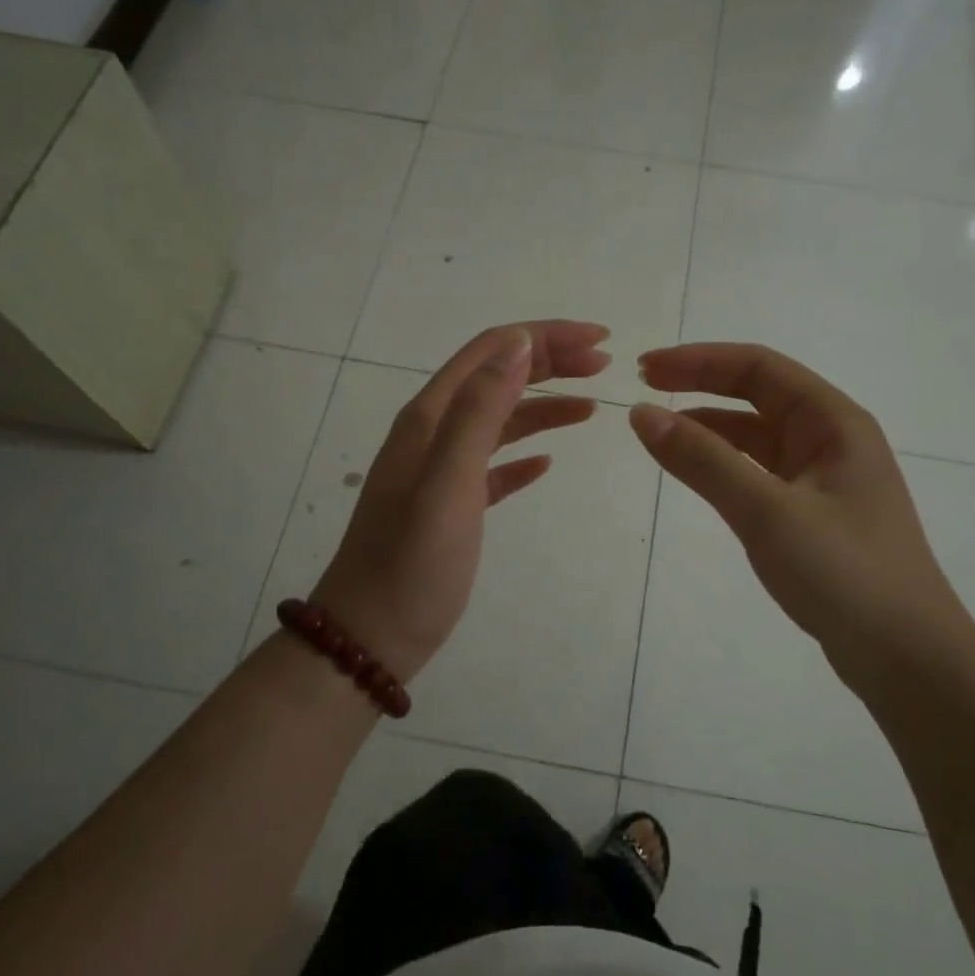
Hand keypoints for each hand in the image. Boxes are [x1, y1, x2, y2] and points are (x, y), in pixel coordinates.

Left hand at [312, 321, 609, 680]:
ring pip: (500, 420)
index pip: (492, 351)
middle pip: (497, 377)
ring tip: (591, 407)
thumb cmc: (411, 564)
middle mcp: (433, 433)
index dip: (545, 337)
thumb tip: (519, 343)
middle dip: (550, 361)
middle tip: (604, 364)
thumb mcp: (448, 484)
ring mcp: (440, 470)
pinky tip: (547, 463)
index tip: (599, 341)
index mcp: (429, 418)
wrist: (370, 638)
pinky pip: (493, 464)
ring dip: (544, 405)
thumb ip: (480, 411)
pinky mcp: (452, 505)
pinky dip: (524, 454)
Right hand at [628, 343, 974, 690]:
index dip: (698, 361)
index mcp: (833, 422)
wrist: (907, 659)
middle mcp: (830, 438)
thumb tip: (643, 414)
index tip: (645, 370)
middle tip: (644, 387)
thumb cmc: (844, 574)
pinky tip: (695, 472)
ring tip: (659, 427)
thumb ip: (703, 461)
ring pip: (756, 435)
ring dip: (709, 425)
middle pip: (757, 394)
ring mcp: (822, 477)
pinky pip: (759, 472)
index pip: (758, 368)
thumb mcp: (767, 512)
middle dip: (700, 384)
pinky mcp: (812, 512)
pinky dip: (723, 464)